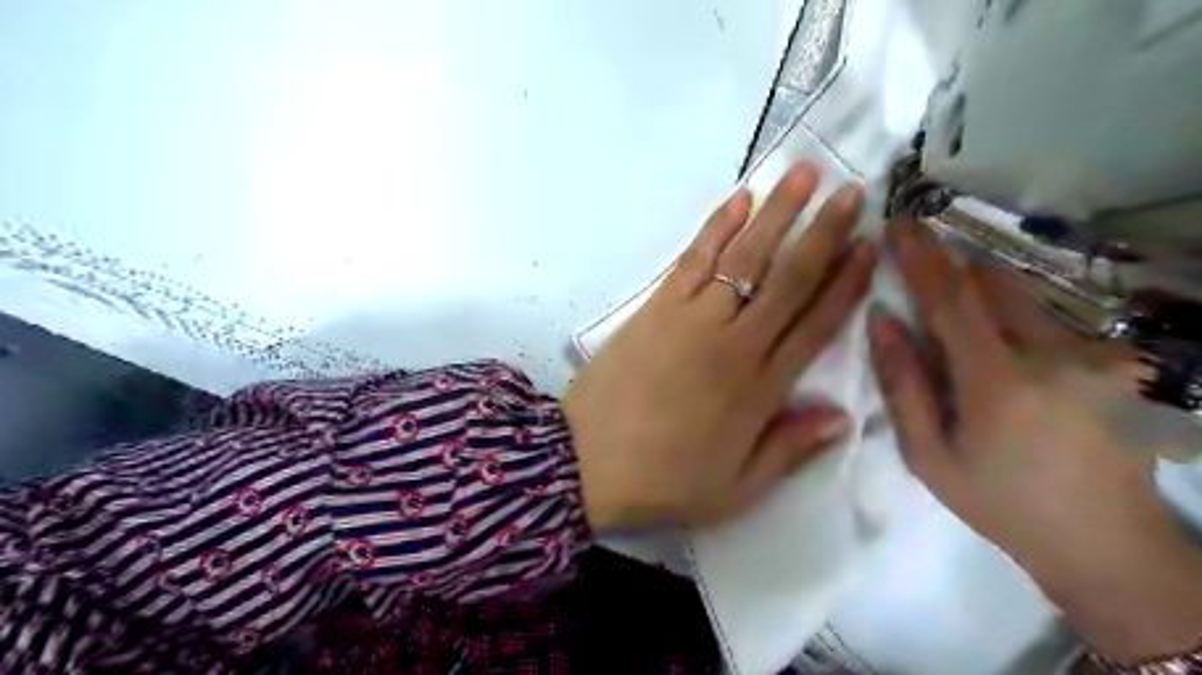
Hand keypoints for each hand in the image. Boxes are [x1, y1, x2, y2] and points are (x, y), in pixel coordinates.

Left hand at [565, 160, 873, 532]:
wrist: (587, 463)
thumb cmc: (664, 480)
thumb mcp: (736, 488)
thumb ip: (789, 449)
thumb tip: (843, 416)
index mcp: (760, 389)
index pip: (816, 325)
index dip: (847, 284)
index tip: (870, 247)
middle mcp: (734, 344)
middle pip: (788, 279)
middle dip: (824, 232)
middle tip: (852, 192)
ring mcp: (691, 319)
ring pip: (745, 258)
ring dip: (776, 213)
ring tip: (803, 173)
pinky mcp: (656, 308)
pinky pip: (693, 260)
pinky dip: (717, 227)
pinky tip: (739, 200)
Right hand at [869, 220, 1201, 662]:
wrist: (1105, 542)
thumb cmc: (1000, 502)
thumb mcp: (929, 456)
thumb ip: (902, 384)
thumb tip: (881, 319)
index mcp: (999, 385)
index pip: (952, 300)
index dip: (921, 257)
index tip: (898, 222)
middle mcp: (1056, 357)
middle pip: (994, 282)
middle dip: (952, 268)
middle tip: (920, 269)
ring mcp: (1098, 356)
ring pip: (1024, 297)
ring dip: (984, 295)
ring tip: (962, 327)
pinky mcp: (1119, 361)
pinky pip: (1049, 319)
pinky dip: (1014, 321)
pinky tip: (1010, 363)